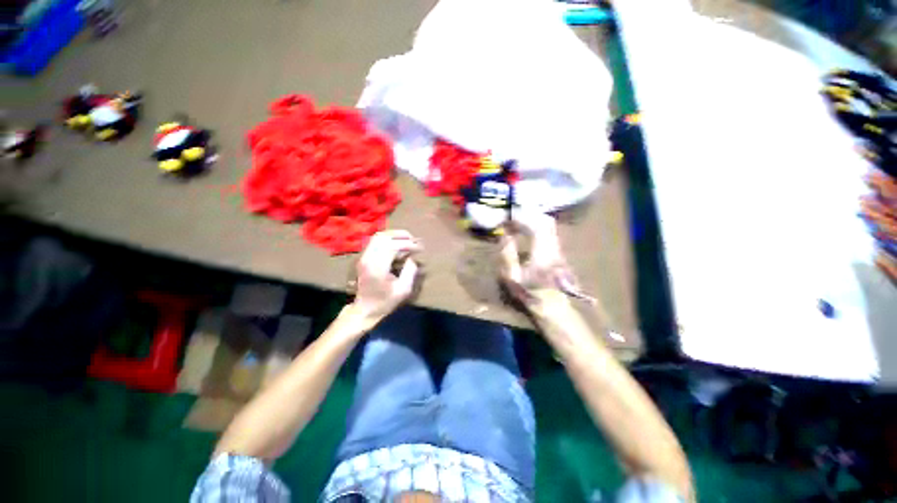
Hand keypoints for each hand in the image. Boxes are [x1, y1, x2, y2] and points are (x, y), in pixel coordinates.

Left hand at [352, 230, 421, 320]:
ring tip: (407, 238)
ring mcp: (363, 257)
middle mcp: (368, 258)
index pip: (393, 246)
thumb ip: (410, 271)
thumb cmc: (385, 302)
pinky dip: (387, 239)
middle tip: (414, 239)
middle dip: (401, 235)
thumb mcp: (403, 290)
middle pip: (384, 237)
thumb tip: (412, 258)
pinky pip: (375, 241)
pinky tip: (396, 243)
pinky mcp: (363, 258)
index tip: (420, 248)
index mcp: (378, 267)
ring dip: (394, 235)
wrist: (364, 310)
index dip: (408, 244)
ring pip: (378, 236)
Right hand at [499, 211, 579, 312]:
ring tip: (515, 223)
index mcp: (542, 252)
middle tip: (510, 218)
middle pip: (544, 221)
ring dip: (531, 219)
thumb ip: (507, 255)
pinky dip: (535, 225)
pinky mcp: (557, 248)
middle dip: (526, 215)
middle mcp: (553, 246)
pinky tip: (524, 229)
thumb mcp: (512, 277)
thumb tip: (505, 236)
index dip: (520, 219)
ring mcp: (557, 246)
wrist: (550, 302)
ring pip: (547, 224)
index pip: (535, 226)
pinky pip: (547, 230)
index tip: (506, 219)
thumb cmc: (528, 291)